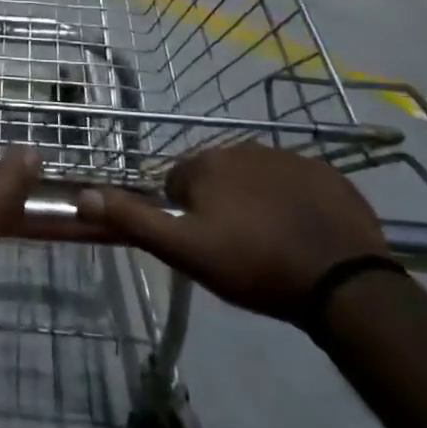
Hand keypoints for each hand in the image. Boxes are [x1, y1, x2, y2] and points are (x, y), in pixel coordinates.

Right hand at [77, 144, 388, 320]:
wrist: (343, 280)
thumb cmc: (255, 264)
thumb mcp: (186, 250)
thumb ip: (135, 220)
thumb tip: (83, 195)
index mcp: (207, 163)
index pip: (178, 181)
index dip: (186, 215)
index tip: (204, 245)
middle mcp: (242, 147)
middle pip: (218, 177)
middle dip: (221, 205)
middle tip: (237, 249)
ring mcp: (288, 157)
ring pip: (257, 179)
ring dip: (256, 202)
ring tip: (272, 246)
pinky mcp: (326, 173)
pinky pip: (298, 184)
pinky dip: (294, 203)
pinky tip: (305, 235)